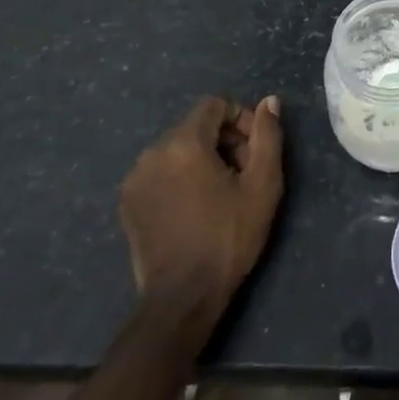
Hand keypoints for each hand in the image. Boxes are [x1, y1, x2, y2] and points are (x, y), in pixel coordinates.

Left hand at [119, 96, 283, 310]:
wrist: (183, 298)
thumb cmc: (229, 237)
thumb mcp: (263, 184)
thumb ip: (268, 135)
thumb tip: (270, 101)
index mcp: (184, 143)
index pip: (215, 105)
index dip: (241, 119)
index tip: (255, 151)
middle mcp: (153, 153)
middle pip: (197, 126)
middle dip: (224, 141)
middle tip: (243, 174)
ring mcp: (135, 179)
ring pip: (178, 149)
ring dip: (202, 159)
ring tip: (221, 193)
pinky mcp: (128, 202)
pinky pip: (160, 172)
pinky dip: (180, 177)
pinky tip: (195, 207)